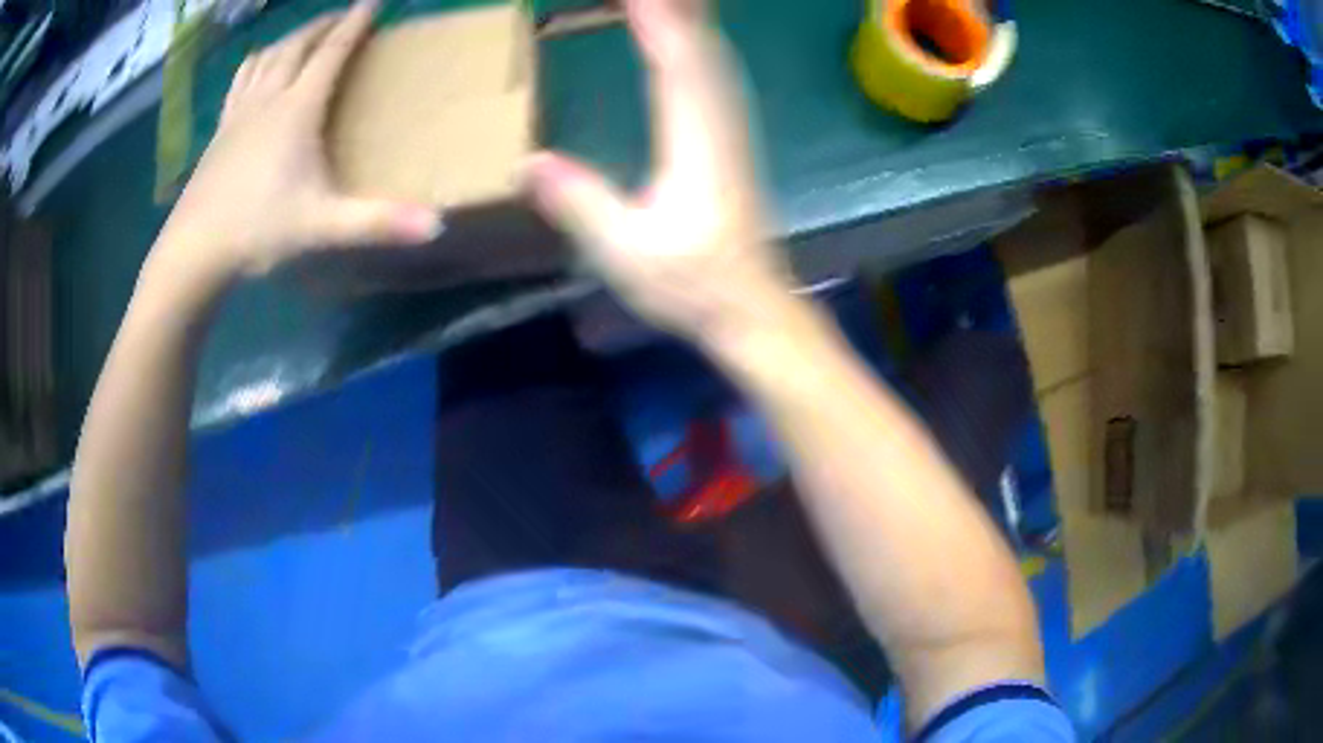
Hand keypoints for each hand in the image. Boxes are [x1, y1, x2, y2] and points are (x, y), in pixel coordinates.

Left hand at [156, 0, 439, 282]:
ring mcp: (239, 112)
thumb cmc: (257, 229)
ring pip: (267, 56)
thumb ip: (377, 222)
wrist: (194, 249)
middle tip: (343, 16)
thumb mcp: (321, 226)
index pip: (332, 51)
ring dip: (290, 39)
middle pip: (298, 45)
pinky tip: (258, 67)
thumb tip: (436, 225)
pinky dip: (256, 63)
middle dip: (323, 24)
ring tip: (303, 36)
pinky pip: (240, 79)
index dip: (356, 22)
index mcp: (297, 109)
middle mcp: (268, 98)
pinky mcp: (219, 130)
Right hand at [527, 0, 791, 342]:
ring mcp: (730, 129)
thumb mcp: (626, 253)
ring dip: (692, 19)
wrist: (750, 306)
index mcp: (695, 140)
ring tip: (664, 0)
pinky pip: (715, 74)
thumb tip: (526, 164)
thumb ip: (579, 205)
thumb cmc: (692, 284)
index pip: (675, 60)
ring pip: (713, 55)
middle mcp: (718, 122)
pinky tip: (690, 37)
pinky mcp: (730, 139)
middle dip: (675, 8)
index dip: (655, 18)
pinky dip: (699, 44)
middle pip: (700, 45)